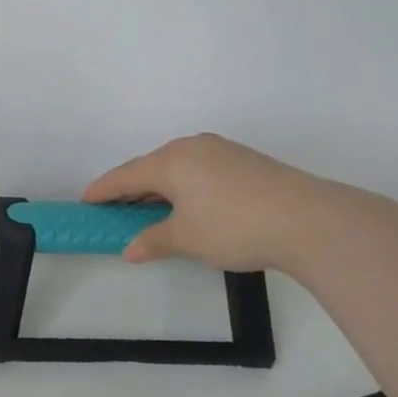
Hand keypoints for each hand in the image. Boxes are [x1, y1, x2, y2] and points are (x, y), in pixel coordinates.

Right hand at [82, 133, 333, 272]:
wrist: (312, 221)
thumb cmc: (235, 226)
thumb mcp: (187, 239)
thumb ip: (153, 241)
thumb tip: (130, 249)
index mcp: (170, 160)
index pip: (124, 175)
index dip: (102, 191)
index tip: (85, 202)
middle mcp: (192, 147)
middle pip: (150, 168)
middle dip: (131, 190)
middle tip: (115, 212)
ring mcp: (221, 151)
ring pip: (177, 169)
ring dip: (160, 190)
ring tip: (151, 213)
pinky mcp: (245, 162)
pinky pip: (200, 171)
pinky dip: (185, 188)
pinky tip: (189, 207)